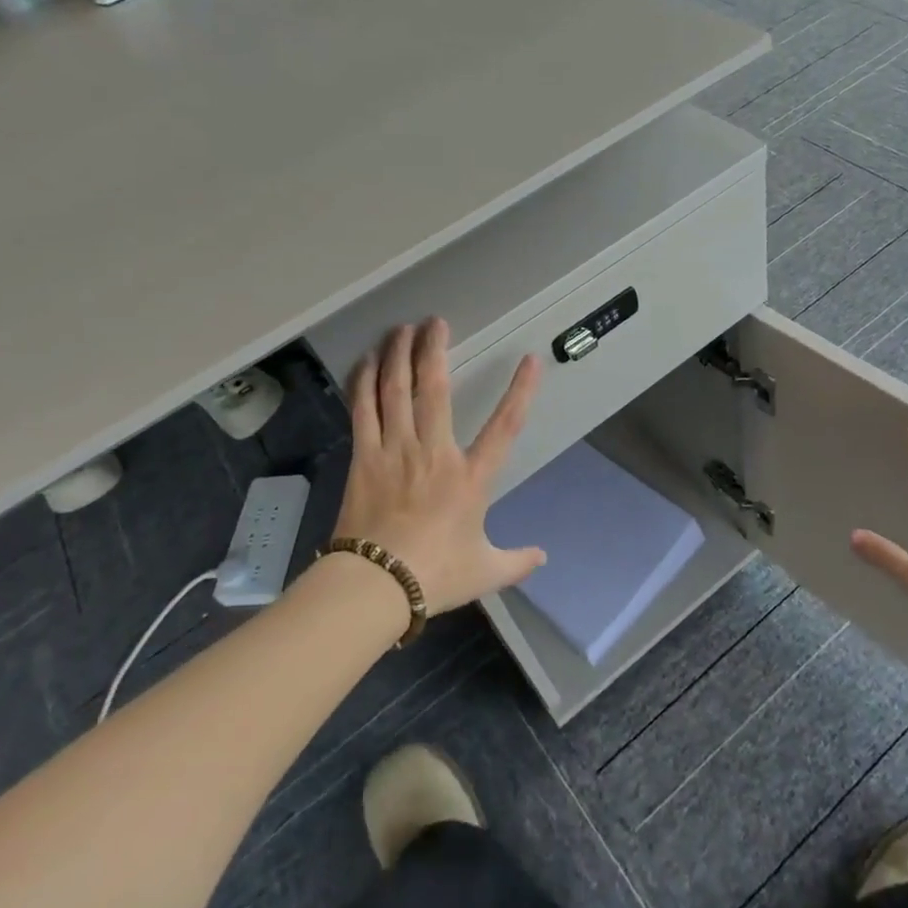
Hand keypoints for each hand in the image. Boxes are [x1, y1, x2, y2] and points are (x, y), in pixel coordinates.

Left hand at [335, 318, 544, 614]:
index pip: (504, 427)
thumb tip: (543, 556)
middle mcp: (434, 453)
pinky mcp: (364, 457)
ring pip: (396, 391)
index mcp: (471, 478)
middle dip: (435, 350)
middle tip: (435, 321)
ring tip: (400, 329)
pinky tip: (365, 362)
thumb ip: (516, 561)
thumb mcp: (485, 571)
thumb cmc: (434, 576)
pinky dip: (364, 382)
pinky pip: (363, 410)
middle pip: (435, 389)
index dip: (521, 391)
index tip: (530, 360)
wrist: (375, 586)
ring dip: (398, 355)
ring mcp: (395, 451)